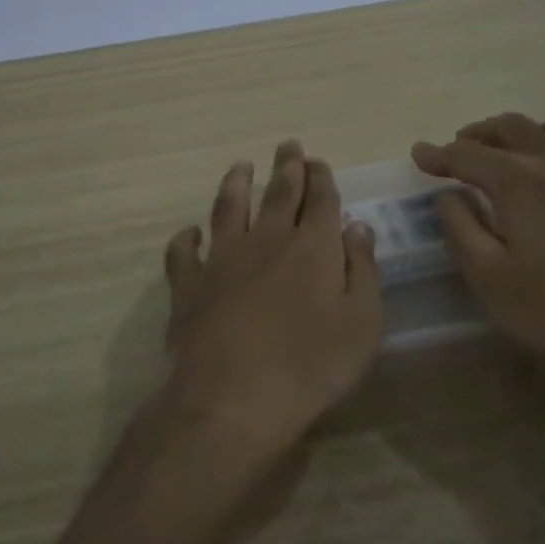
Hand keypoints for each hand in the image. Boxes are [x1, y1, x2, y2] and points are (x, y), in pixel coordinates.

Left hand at [156, 141, 382, 462]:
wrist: (234, 398)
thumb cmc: (312, 365)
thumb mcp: (362, 322)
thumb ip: (363, 270)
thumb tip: (357, 226)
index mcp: (311, 247)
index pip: (320, 199)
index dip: (321, 178)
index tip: (319, 161)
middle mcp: (265, 241)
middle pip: (277, 193)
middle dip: (287, 167)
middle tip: (288, 145)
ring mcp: (221, 260)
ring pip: (227, 209)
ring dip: (236, 184)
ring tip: (241, 166)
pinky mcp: (187, 285)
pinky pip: (182, 252)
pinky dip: (185, 239)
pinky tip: (189, 233)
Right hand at [411, 112, 544, 391]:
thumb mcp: (490, 279)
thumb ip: (462, 230)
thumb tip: (448, 195)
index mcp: (518, 183)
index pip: (467, 155)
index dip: (439, 154)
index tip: (420, 153)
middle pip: (513, 128)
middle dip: (481, 132)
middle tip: (463, 144)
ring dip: (532, 129)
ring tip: (520, 146)